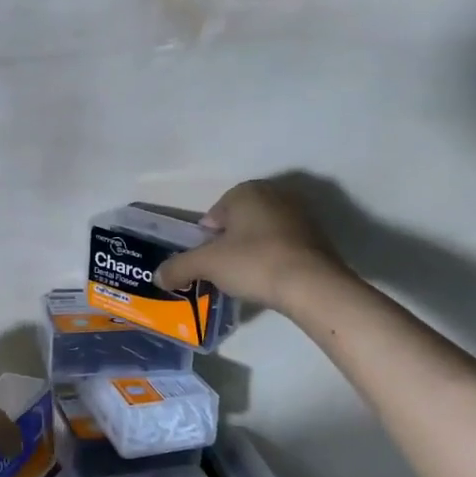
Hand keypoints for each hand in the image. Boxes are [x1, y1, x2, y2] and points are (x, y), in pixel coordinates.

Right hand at [154, 177, 350, 314]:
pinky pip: (283, 247)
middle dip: (228, 245)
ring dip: (250, 253)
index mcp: (246, 191)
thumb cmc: (254, 262)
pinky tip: (269, 280)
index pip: (213, 215)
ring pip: (261, 235)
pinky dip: (273, 260)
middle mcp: (275, 194)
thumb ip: (178, 267)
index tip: (206, 263)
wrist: (312, 285)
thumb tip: (157, 277)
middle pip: (238, 224)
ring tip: (245, 279)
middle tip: (222, 272)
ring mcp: (300, 215)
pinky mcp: (318, 237)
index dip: (205, 241)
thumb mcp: (206, 265)